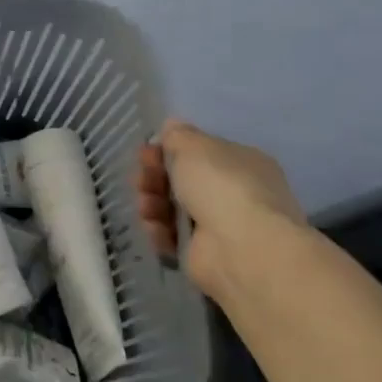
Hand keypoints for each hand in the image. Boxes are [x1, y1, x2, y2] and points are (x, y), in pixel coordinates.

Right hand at [137, 120, 304, 299]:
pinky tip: (155, 227)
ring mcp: (220, 226)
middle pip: (182, 181)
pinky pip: (172, 237)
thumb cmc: (221, 186)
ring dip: (152, 203)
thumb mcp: (195, 146)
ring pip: (172, 209)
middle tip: (140, 179)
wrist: (242, 248)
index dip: (168, 151)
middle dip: (154, 178)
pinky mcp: (203, 254)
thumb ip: (179, 135)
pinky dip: (159, 231)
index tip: (145, 153)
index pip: (199, 154)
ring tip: (146, 206)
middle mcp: (234, 193)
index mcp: (242, 163)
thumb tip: (172, 127)